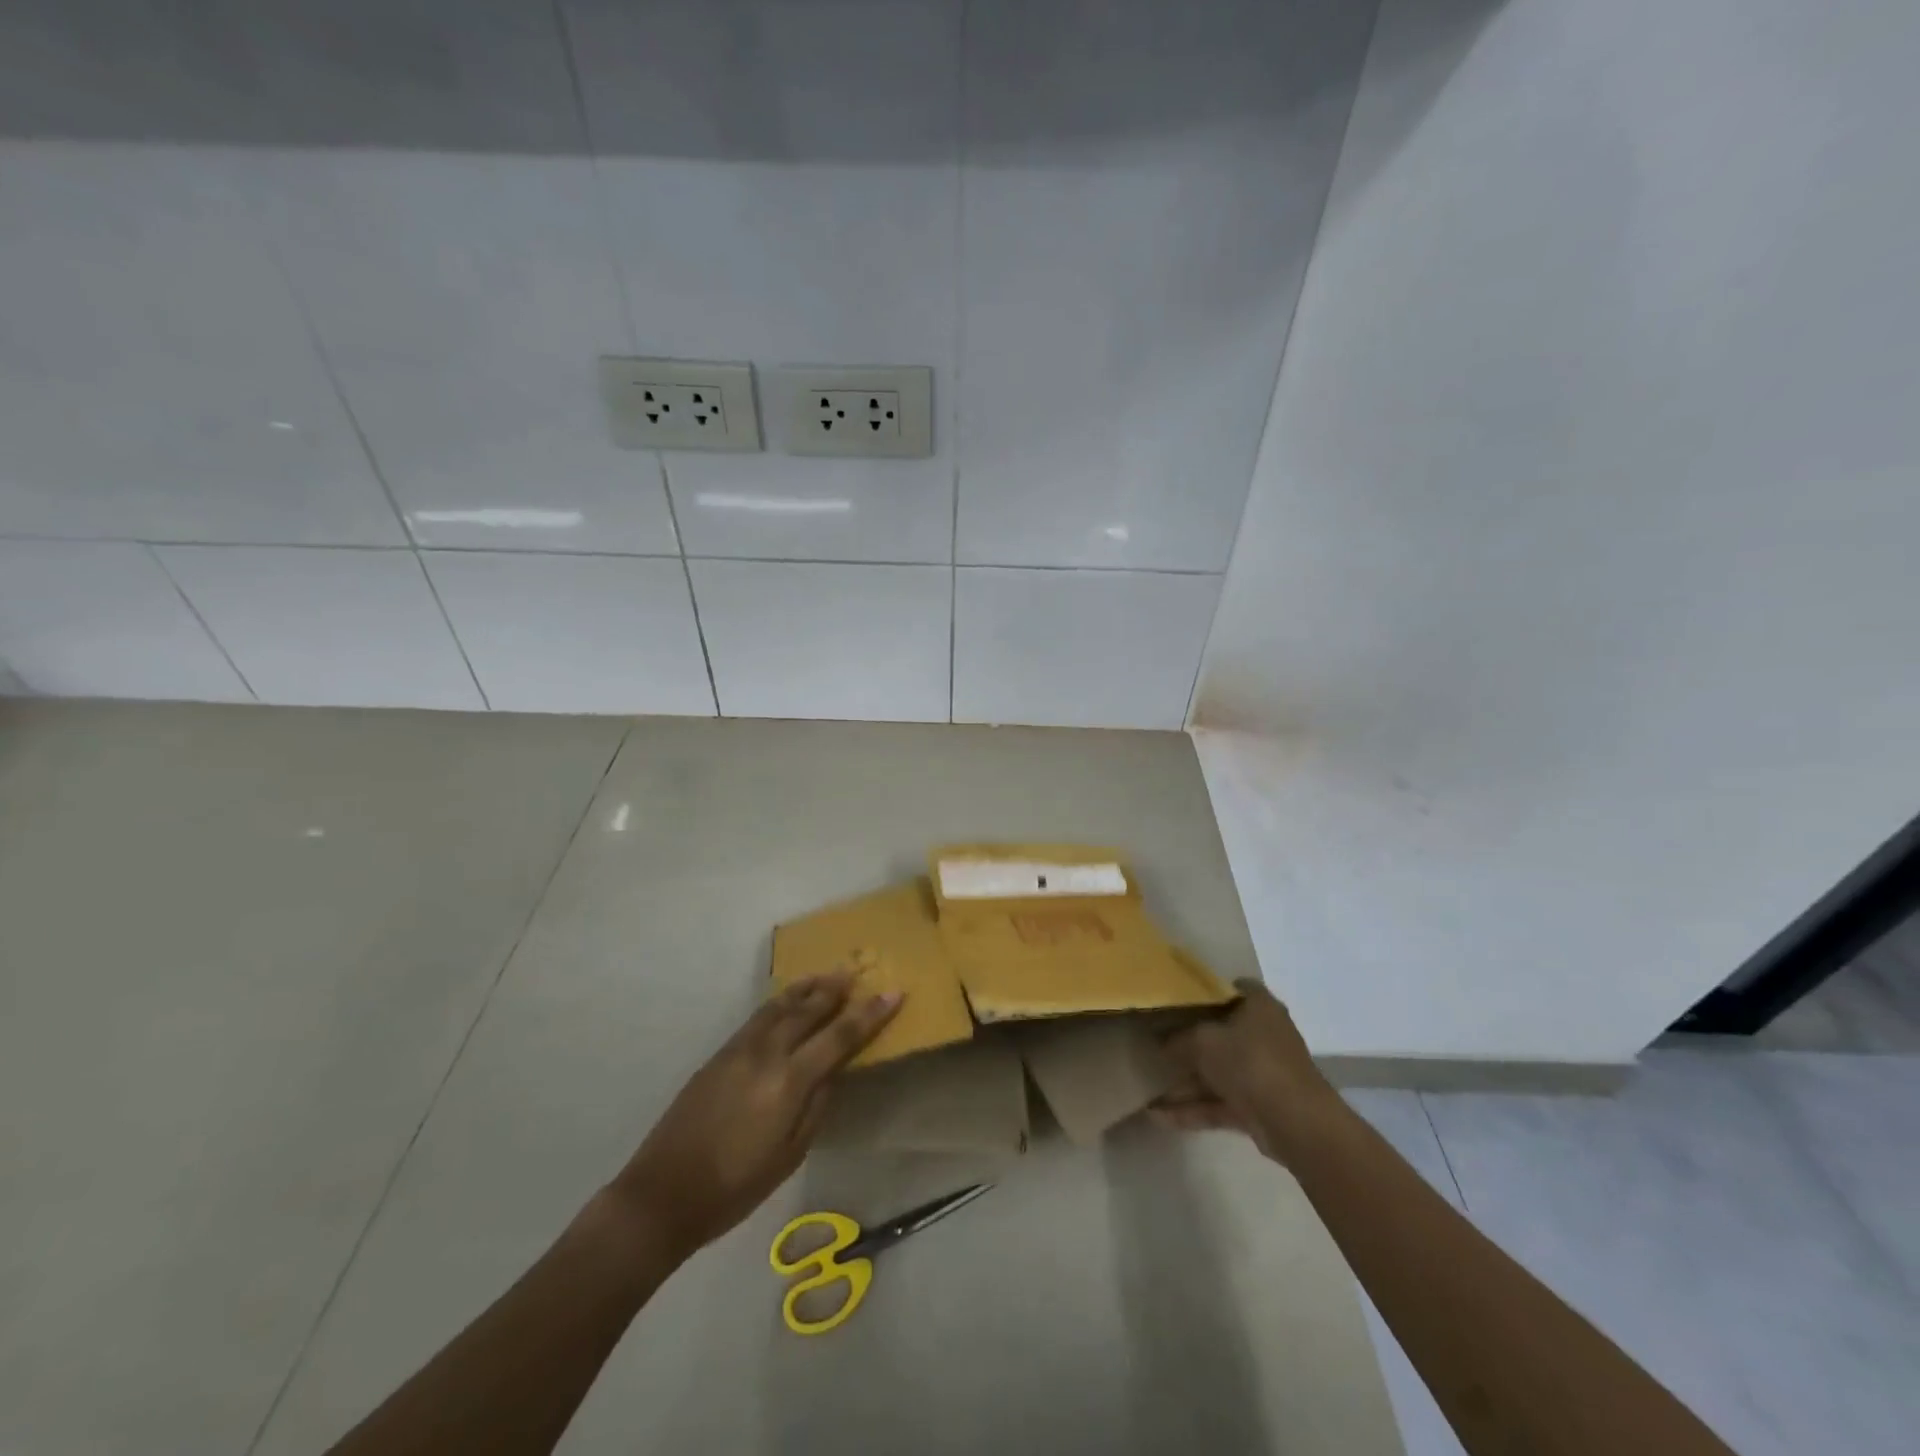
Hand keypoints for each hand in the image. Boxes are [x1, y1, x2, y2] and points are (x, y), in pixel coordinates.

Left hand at [609, 973, 901, 1259]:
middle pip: (808, 1010)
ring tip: (824, 975)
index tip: (894, 993)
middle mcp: (766, 1054)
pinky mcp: (718, 1054)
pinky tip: (785, 1001)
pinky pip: (757, 1017)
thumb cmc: (735, 1187)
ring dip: (805, 988)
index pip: (839, 1037)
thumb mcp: (790, 1154)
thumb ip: (816, 1106)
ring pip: (779, 1006)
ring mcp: (738, 1050)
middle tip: (856, 970)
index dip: (869, 1014)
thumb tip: (832, 1071)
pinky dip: (778, 1002)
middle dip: (835, 989)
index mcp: (789, 1082)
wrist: (663, 1193)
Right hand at [1151, 981, 1336, 1161]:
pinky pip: (1220, 1102)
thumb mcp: (1203, 1041)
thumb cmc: (1250, 1062)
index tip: (1176, 999)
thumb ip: (1178, 1039)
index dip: (1205, 992)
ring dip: (1185, 1082)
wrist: (1296, 1123)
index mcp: (1259, 1006)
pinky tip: (1159, 1116)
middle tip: (1154, 1042)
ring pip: (1218, 1072)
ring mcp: (1263, 1073)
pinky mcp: (1259, 1107)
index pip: (1232, 988)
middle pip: (1221, 1033)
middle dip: (1187, 1042)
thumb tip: (1161, 1043)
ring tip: (1147, 1087)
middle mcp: (1264, 1035)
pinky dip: (1194, 1108)